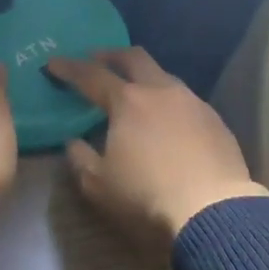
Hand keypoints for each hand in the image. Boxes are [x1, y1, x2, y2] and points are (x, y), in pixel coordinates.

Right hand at [48, 47, 266, 247]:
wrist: (214, 214)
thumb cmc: (147, 197)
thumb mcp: (99, 185)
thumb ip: (80, 158)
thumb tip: (74, 142)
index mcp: (127, 101)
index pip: (91, 75)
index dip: (69, 68)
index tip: (53, 63)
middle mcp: (160, 91)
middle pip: (133, 58)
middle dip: (111, 55)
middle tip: (97, 60)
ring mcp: (192, 102)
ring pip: (164, 76)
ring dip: (144, 77)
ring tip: (135, 92)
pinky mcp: (215, 120)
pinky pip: (186, 100)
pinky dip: (168, 101)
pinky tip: (167, 120)